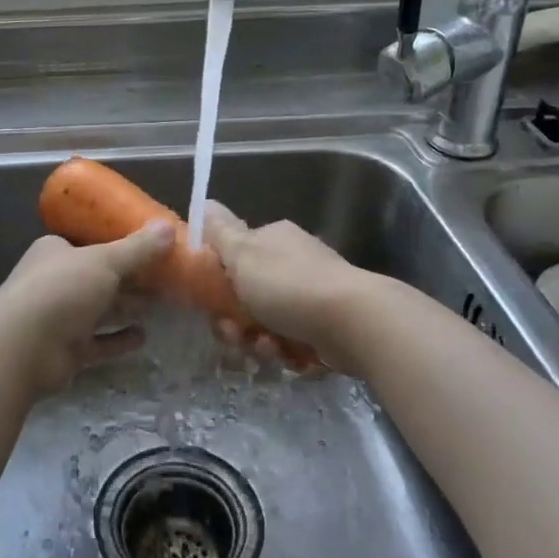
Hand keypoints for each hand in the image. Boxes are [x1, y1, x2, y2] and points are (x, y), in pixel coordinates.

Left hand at [0, 223, 174, 395]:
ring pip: (100, 311)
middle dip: (131, 281)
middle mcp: (55, 282)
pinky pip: (98, 343)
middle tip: (167, 280)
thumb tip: (169, 227)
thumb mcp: (105, 261)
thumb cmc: (62, 289)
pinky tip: (143, 338)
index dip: (121, 246)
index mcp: (56, 252)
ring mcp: (58, 318)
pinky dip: (118, 340)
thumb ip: (138, 248)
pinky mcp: (65, 350)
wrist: (23, 347)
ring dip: (127, 309)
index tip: (153, 249)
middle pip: (99, 279)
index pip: (91, 245)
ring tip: (160, 307)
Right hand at [201, 203, 365, 360]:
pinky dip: (285, 351)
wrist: (353, 321)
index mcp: (273, 239)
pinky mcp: (326, 326)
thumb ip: (220, 231)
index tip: (210, 303)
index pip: (234, 257)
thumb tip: (205, 201)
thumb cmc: (289, 284)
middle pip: (248, 295)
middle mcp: (293, 262)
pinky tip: (288, 356)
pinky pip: (292, 341)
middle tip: (234, 336)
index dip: (217, 282)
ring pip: (268, 322)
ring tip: (267, 350)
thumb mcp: (243, 253)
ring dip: (258, 341)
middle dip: (236, 321)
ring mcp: (312, 294)